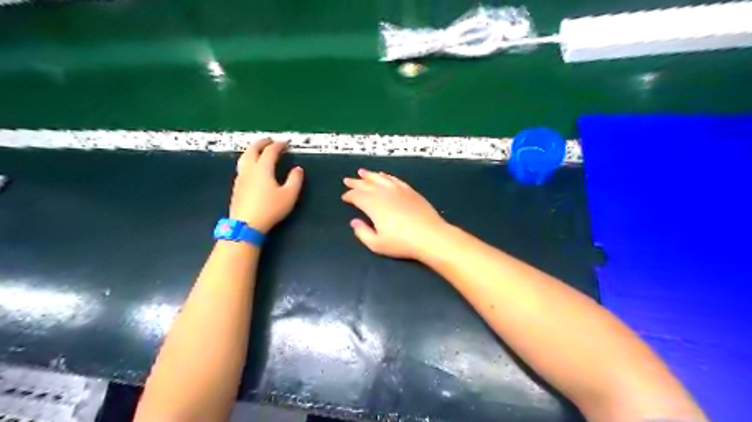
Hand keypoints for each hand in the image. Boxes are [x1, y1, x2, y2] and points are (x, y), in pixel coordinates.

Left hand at [230, 141, 300, 233]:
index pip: (270, 151)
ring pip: (244, 157)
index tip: (286, 143)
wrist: (246, 224)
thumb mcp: (289, 195)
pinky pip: (242, 167)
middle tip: (269, 140)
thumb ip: (295, 180)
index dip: (279, 145)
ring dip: (252, 150)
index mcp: (263, 169)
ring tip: (258, 150)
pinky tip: (251, 168)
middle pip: (252, 150)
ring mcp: (241, 178)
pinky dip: (248, 160)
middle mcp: (249, 169)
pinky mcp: (237, 187)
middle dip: (261, 143)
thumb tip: (297, 169)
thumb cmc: (270, 209)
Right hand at [344, 169, 451, 260]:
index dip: (349, 195)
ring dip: (369, 175)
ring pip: (380, 178)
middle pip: (366, 184)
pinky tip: (384, 176)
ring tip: (362, 172)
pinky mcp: (410, 190)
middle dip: (355, 182)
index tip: (344, 197)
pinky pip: (394, 180)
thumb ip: (362, 232)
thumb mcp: (377, 244)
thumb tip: (354, 222)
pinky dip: (387, 176)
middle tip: (347, 180)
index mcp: (373, 205)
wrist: (430, 236)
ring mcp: (398, 190)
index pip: (357, 196)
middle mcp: (384, 193)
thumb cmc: (402, 243)